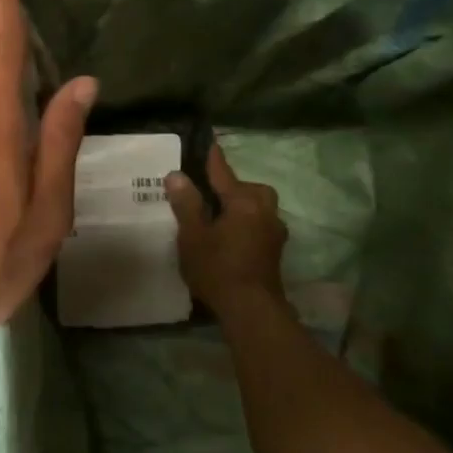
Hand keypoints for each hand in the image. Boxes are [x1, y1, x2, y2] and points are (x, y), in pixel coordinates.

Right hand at [165, 145, 287, 319]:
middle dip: (235, 186)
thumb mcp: (193, 235)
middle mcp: (264, 212)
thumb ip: (186, 204)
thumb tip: (177, 175)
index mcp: (244, 203)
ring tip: (222, 214)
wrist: (251, 309)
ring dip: (244, 205)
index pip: (224, 174)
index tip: (210, 143)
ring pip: (260, 208)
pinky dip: (248, 223)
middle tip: (214, 191)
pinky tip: (233, 236)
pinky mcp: (275, 252)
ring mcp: (274, 233)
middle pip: (251, 189)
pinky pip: (260, 225)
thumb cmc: (218, 268)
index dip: (214, 159)